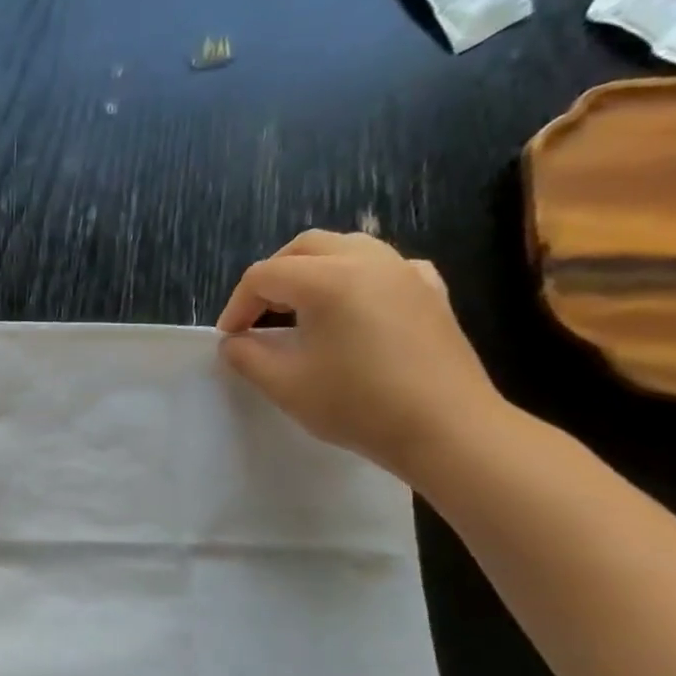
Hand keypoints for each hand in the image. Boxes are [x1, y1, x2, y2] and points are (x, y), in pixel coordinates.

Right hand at [215, 230, 502, 483]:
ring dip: (311, 272)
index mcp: (327, 280)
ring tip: (298, 312)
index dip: (237, 306)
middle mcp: (368, 261)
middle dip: (272, 277)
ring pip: (346, 248)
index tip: (230, 340)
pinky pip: (383, 266)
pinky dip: (354, 278)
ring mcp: (405, 271)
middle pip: (304, 248)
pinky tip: (352, 309)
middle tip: (257, 317)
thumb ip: (247, 356)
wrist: (445, 427)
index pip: (264, 275)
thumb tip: (234, 341)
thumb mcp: (284, 385)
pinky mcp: (430, 291)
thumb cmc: (357, 404)